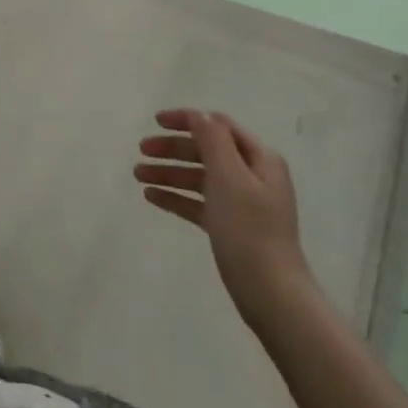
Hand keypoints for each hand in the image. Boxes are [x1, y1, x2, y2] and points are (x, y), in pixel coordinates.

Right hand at [135, 109, 319, 337]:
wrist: (270, 292)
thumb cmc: (249, 229)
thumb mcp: (229, 176)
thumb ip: (213, 140)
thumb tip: (199, 115)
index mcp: (259, 158)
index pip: (218, 126)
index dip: (187, 120)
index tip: (155, 121)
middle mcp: (252, 175)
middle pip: (206, 151)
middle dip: (173, 148)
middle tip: (141, 150)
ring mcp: (242, 203)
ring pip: (199, 177)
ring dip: (169, 172)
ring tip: (138, 175)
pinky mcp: (230, 227)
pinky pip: (198, 203)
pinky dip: (176, 196)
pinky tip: (152, 197)